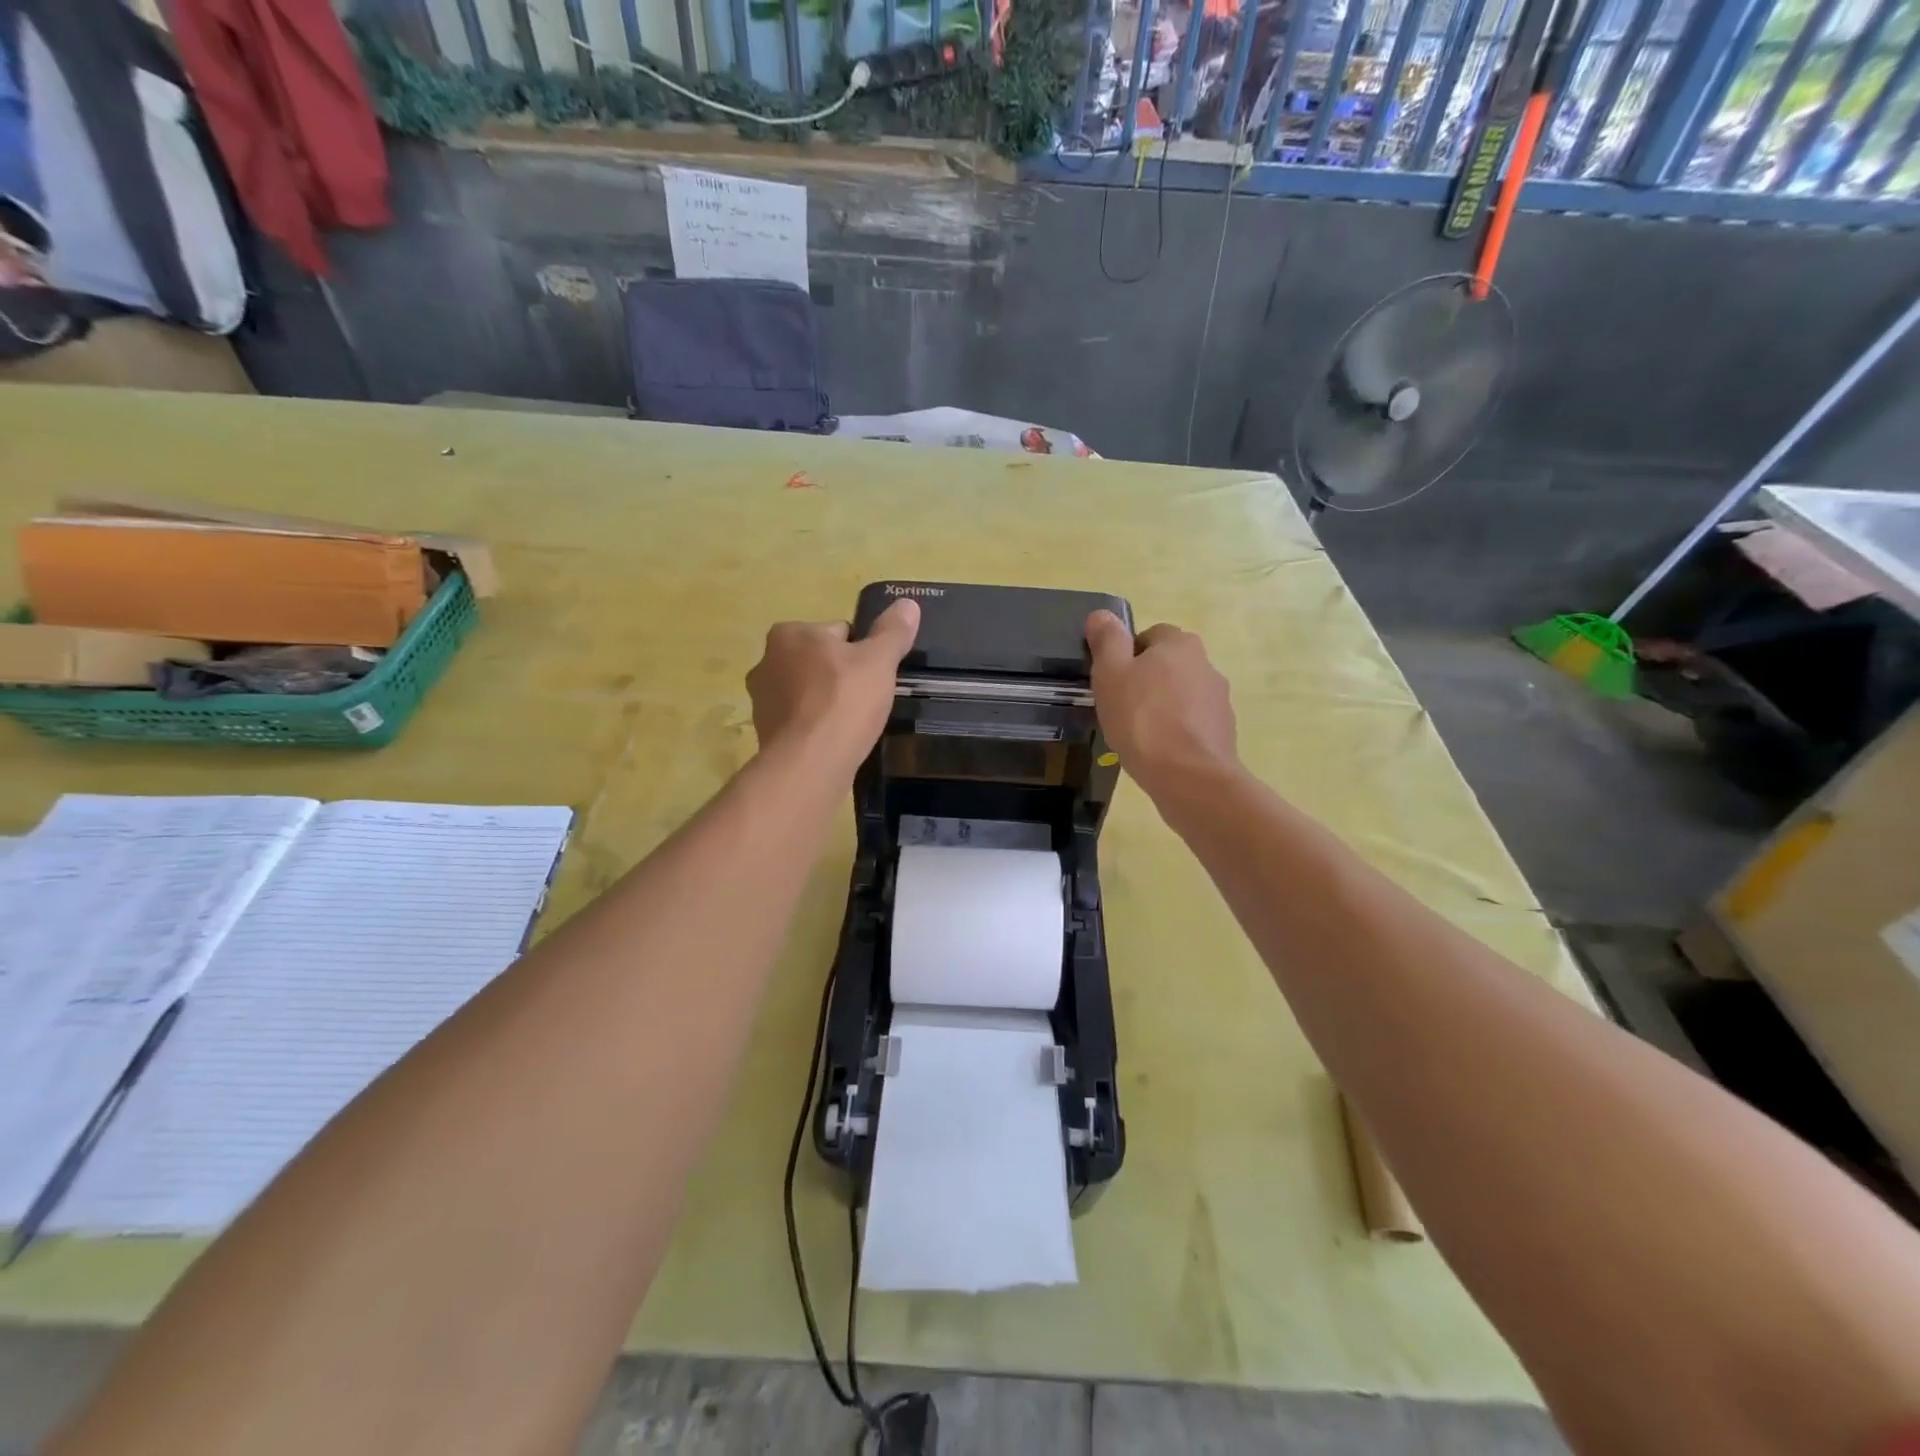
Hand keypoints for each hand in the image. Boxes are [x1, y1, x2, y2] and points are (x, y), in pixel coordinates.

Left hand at [746, 599, 919, 774]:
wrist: (810, 763)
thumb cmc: (843, 701)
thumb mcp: (878, 661)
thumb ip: (892, 632)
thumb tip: (908, 603)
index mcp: (788, 634)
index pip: (837, 632)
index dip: (862, 651)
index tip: (875, 674)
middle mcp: (766, 661)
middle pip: (819, 662)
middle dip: (841, 676)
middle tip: (867, 699)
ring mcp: (762, 700)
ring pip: (808, 692)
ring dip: (827, 703)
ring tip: (852, 723)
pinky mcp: (765, 733)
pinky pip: (800, 722)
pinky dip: (816, 727)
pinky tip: (835, 741)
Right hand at [1085, 611, 1237, 797]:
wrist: (1189, 776)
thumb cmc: (1142, 719)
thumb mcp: (1110, 674)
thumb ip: (1107, 641)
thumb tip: (1102, 614)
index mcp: (1180, 644)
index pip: (1150, 636)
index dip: (1127, 655)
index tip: (1112, 681)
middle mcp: (1206, 664)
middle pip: (1167, 665)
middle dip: (1146, 681)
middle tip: (1120, 706)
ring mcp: (1219, 700)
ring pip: (1181, 695)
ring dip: (1162, 707)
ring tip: (1138, 734)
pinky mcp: (1223, 731)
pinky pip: (1192, 723)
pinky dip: (1176, 731)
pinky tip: (1158, 751)